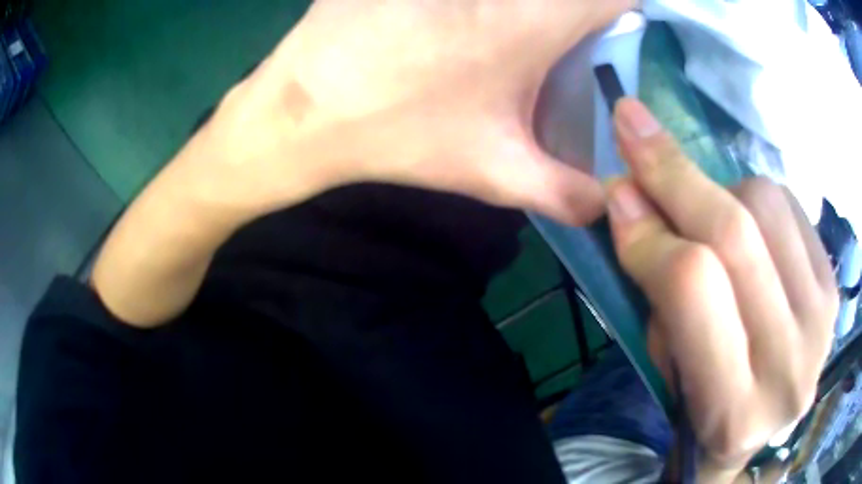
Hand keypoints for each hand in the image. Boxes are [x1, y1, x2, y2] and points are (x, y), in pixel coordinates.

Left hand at [192, 0, 634, 224]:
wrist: (303, 109)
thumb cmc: (399, 132)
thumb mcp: (494, 171)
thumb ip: (565, 193)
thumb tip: (605, 204)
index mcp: (535, 17)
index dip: (625, 11)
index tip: (615, 34)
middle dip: (576, 15)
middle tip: (564, 47)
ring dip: (524, 13)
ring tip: (504, 48)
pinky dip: (483, 8)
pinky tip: (458, 33)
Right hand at [606, 99, 837, 479]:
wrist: (766, 426)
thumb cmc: (705, 411)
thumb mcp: (670, 372)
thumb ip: (657, 292)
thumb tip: (629, 198)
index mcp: (733, 411)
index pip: (694, 288)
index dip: (650, 231)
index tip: (616, 188)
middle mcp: (790, 365)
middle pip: (736, 234)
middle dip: (675, 174)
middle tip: (634, 131)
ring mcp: (822, 320)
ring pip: (766, 204)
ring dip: (719, 190)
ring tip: (703, 211)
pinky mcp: (833, 285)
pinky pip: (791, 206)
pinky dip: (754, 198)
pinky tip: (744, 221)